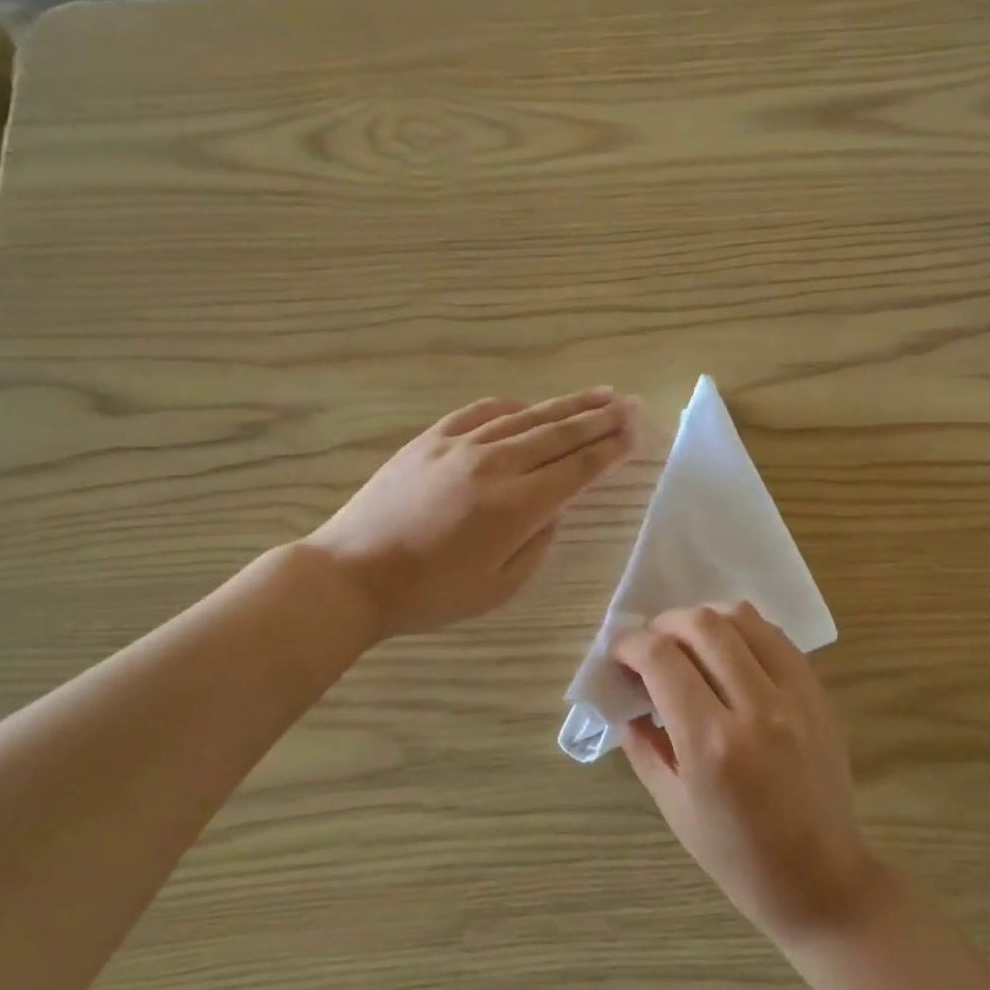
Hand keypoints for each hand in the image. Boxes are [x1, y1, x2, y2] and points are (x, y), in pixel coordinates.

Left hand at [312, 388, 635, 638]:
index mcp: (516, 506)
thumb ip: (537, 544)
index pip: (577, 468)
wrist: (353, 574)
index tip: (635, 431)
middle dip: (600, 419)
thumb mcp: (499, 588)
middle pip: (559, 434)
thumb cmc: (430, 594)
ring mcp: (460, 445)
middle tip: (631, 404)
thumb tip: (551, 509)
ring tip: (599, 395)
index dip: (611, 449)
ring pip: (526, 417)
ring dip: (566, 406)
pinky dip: (513, 406)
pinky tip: (530, 404)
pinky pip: (481, 412)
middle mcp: (494, 464)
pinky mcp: (431, 439)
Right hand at [614, 604, 878, 941]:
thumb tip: (626, 699)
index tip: (619, 654)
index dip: (630, 645)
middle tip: (650, 644)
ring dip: (705, 618)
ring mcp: (794, 696)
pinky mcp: (817, 694)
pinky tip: (729, 651)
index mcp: (711, 744)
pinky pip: (776, 637)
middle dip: (664, 623)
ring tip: (688, 641)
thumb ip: (644, 745)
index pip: (662, 659)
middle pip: (703, 625)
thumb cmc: (738, 856)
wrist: (822, 878)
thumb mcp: (674, 806)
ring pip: (743, 618)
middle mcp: (755, 708)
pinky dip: (743, 631)